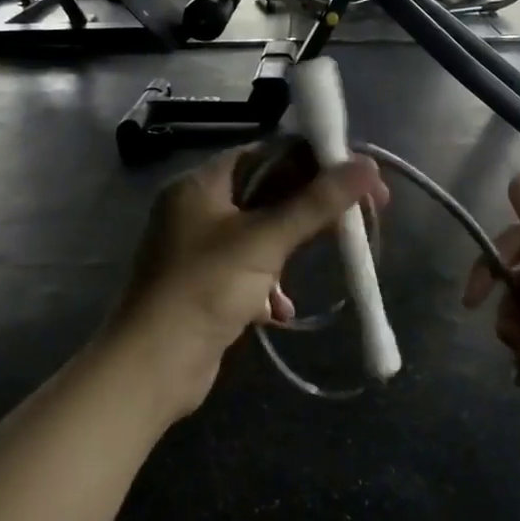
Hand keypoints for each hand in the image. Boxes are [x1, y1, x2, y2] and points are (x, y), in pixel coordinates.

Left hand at [108, 144, 387, 417]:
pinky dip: (270, 285)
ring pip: (262, 234)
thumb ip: (316, 203)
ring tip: (331, 256)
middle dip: (312, 207)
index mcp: (201, 184)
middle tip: (362, 217)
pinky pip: (249, 271)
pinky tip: (282, 309)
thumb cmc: (205, 288)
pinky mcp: (205, 286)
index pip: (266, 154)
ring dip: (293, 248)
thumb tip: (367, 166)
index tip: (360, 177)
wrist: (152, 367)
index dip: (315, 160)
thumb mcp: (264, 240)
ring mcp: (199, 250)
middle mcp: (197, 209)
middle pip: (267, 193)